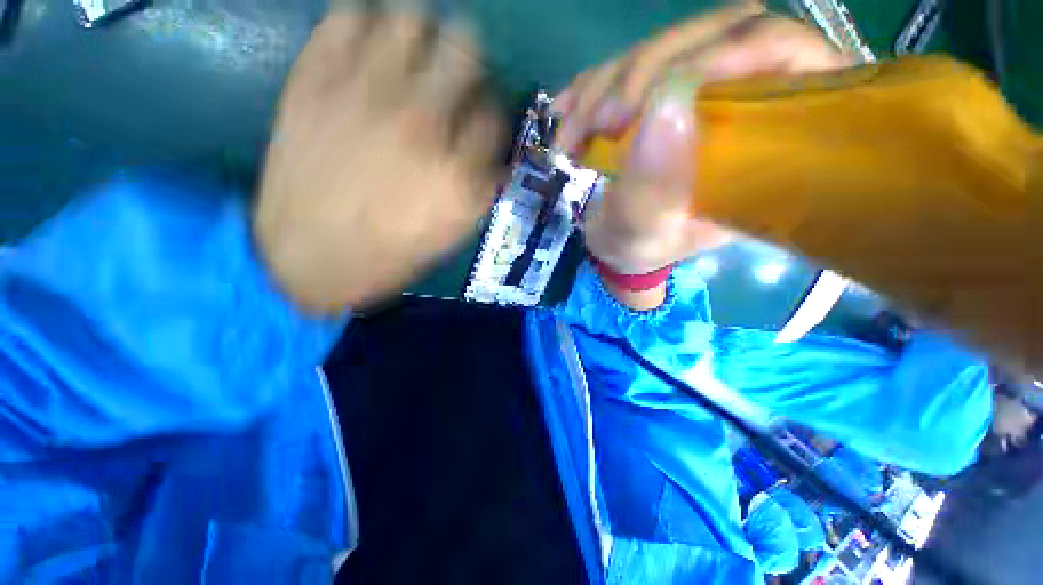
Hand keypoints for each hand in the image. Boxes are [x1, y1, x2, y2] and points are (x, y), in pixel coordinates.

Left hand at [255, 10, 503, 312]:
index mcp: (458, 172)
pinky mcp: (316, 81)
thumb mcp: (452, 232)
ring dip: (419, 33)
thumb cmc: (391, 253)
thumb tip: (493, 155)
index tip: (478, 115)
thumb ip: (479, 188)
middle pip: (464, 52)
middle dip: (467, 60)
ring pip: (408, 19)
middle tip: (454, 72)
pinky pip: (345, 18)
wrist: (310, 256)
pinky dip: (361, 23)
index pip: (493, 114)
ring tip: (410, 53)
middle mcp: (423, 125)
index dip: (489, 110)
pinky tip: (364, 49)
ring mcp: (368, 96)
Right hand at [555, 7, 853, 275]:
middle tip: (602, 120)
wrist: (616, 243)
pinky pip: (630, 63)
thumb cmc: (638, 248)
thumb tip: (664, 108)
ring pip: (667, 46)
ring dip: (607, 84)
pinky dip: (590, 87)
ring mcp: (697, 94)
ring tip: (571, 136)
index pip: (788, 58)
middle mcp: (743, 110)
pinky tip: (566, 116)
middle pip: (722, 33)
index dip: (736, 50)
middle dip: (649, 70)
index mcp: (764, 151)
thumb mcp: (644, 233)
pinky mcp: (660, 93)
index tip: (665, 87)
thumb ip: (653, 188)